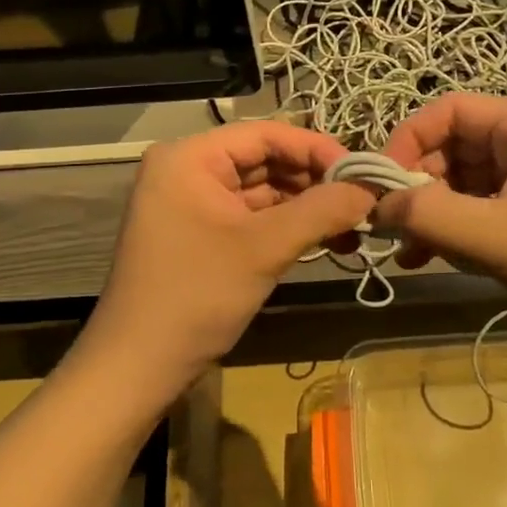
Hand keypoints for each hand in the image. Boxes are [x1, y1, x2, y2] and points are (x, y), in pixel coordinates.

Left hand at [82, 123, 375, 395]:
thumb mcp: (263, 248)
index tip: (362, 172)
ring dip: (306, 206)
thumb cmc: (195, 297)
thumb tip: (370, 188)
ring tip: (354, 224)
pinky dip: (287, 226)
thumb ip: (321, 211)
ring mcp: (192, 204)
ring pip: (262, 191)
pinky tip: (326, 239)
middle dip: (314, 181)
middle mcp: (187, 170)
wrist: (136, 370)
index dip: (316, 149)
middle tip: (364, 200)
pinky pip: (251, 217)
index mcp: (189, 157)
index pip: (265, 135)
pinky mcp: (201, 234)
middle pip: (264, 161)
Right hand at [375, 94, 506, 343]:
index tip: (381, 185)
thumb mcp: (496, 239)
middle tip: (392, 227)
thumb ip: (429, 215)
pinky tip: (435, 258)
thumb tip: (376, 204)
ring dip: (437, 211)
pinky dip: (462, 225)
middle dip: (421, 184)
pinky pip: (491, 204)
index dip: (409, 141)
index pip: (452, 110)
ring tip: (409, 251)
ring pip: (472, 178)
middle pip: (460, 144)